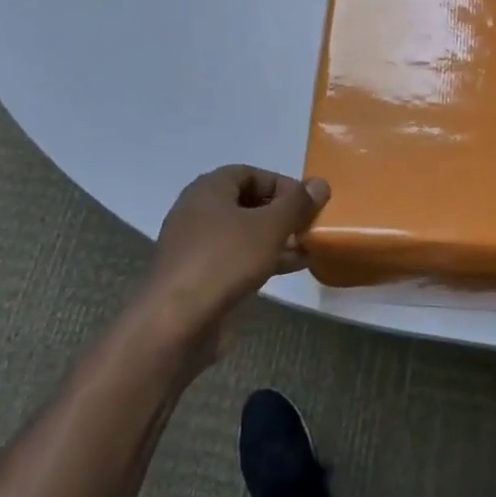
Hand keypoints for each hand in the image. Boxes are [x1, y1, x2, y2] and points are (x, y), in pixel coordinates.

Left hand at [146, 166, 329, 348]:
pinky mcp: (197, 277)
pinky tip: (288, 269)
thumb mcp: (269, 228)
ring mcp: (195, 246)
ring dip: (275, 239)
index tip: (308, 203)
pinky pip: (235, 259)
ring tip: (307, 249)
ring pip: (243, 234)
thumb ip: (297, 205)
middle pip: (247, 203)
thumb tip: (320, 184)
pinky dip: (261, 259)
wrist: (175, 323)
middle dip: (281, 214)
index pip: (251, 173)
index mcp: (209, 189)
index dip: (282, 184)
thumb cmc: (224, 261)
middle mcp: (198, 212)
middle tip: (309, 227)